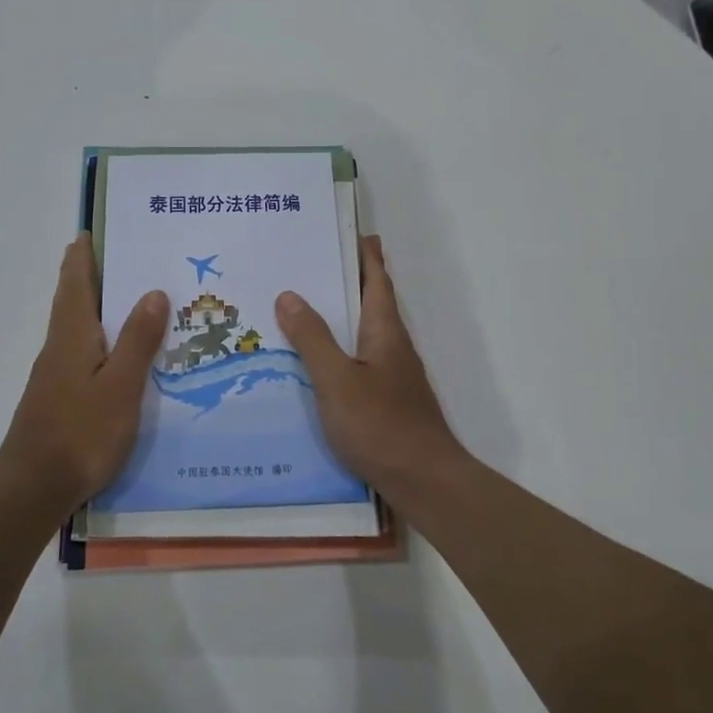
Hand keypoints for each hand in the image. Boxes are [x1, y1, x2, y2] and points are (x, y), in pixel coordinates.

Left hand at [0, 235, 168, 507]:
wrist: (33, 487)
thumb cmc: (81, 432)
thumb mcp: (121, 386)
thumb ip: (137, 340)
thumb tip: (153, 291)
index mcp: (72, 336)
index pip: (76, 284)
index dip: (83, 257)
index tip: (90, 232)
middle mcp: (58, 348)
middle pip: (72, 301)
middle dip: (87, 276)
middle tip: (115, 257)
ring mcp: (54, 375)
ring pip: (76, 327)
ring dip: (93, 306)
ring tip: (125, 298)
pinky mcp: (57, 398)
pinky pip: (80, 353)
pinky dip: (97, 338)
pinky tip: (115, 354)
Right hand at [276, 235, 470, 493]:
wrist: (423, 480)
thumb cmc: (381, 425)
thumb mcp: (337, 380)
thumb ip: (313, 339)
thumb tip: (289, 295)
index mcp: (385, 332)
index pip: (377, 281)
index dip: (367, 256)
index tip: (353, 232)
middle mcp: (393, 347)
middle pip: (371, 304)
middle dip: (348, 282)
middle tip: (312, 266)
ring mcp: (393, 376)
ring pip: (364, 334)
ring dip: (341, 317)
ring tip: (304, 309)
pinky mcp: (388, 401)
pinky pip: (359, 361)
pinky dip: (340, 350)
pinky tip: (316, 364)